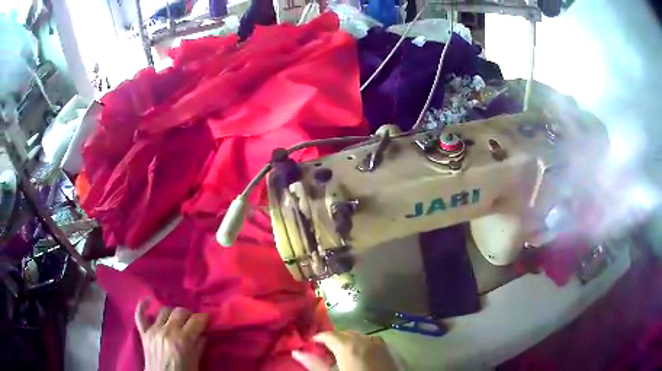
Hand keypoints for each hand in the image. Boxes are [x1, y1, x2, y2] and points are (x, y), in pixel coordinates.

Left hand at [135, 299, 209, 370]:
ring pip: (164, 311)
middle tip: (193, 321)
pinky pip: (140, 315)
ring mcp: (154, 331)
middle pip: (180, 312)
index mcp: (183, 340)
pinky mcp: (144, 333)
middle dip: (189, 314)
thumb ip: (199, 346)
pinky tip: (148, 300)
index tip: (207, 319)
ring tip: (177, 319)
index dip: (203, 318)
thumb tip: (203, 334)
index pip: (196, 321)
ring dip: (173, 313)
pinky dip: (143, 306)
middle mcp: (168, 331)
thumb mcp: (196, 363)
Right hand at [292, 330, 397, 370]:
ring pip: (356, 335)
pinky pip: (369, 339)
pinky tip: (358, 354)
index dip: (317, 339)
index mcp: (347, 345)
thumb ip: (314, 363)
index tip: (311, 345)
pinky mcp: (386, 348)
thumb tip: (296, 351)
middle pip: (342, 333)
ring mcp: (376, 342)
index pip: (328, 335)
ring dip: (346, 341)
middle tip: (324, 352)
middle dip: (331, 340)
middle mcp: (363, 339)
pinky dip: (360, 343)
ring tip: (339, 354)